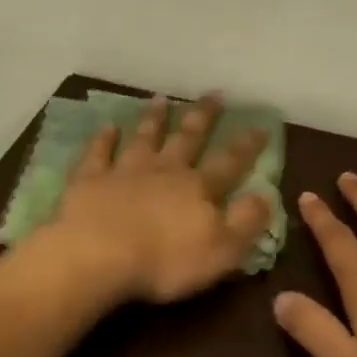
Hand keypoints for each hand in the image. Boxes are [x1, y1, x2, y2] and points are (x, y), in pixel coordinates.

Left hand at [47, 94, 272, 304]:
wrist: (98, 256)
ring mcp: (125, 171)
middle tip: (213, 94)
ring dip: (153, 119)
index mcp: (198, 189)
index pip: (230, 163)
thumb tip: (265, 196)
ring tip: (161, 99)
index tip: (260, 126)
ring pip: (144, 138)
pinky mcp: (90, 180)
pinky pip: (98, 153)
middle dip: (202, 117)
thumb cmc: (165, 261)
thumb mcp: (222, 250)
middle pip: (187, 138)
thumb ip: (246, 222)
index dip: (247, 146)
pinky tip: (107, 126)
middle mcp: (164, 171)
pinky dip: (103, 139)